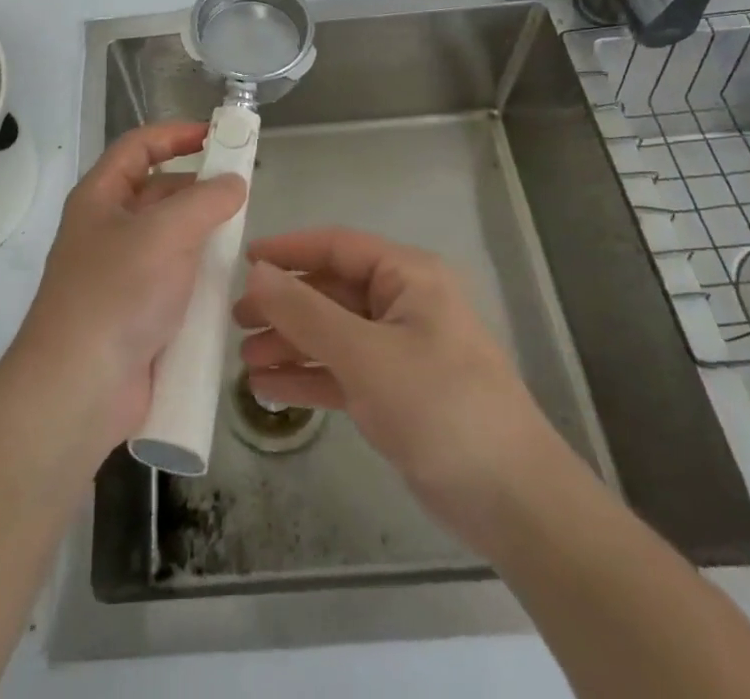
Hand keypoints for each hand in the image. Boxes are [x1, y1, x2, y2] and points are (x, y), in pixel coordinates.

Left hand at [10, 123, 244, 454]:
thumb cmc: (117, 294)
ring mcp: (121, 273)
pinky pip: (174, 279)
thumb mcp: (165, 233)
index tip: (218, 135)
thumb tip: (233, 183)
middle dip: (198, 188)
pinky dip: (198, 274)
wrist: (79, 389)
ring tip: (244, 236)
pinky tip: (228, 281)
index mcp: (100, 197)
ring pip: (170, 238)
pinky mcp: (137, 312)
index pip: (139, 147)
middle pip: (157, 191)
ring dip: (203, 234)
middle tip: (243, 192)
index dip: (176, 134)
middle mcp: (107, 228)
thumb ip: (206, 200)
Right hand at [234, 228, 553, 550]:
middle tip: (235, 320)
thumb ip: (306, 311)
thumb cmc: (440, 407)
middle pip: (331, 291)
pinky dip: (309, 377)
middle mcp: (403, 303)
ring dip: (291, 344)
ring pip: (333, 334)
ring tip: (244, 360)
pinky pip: (343, 371)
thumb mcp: (365, 354)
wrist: (514, 502)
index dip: (289, 250)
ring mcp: (401, 349)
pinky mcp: (398, 392)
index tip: (242, 260)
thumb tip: (257, 272)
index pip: (338, 246)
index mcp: (408, 276)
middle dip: (284, 305)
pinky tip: (269, 390)